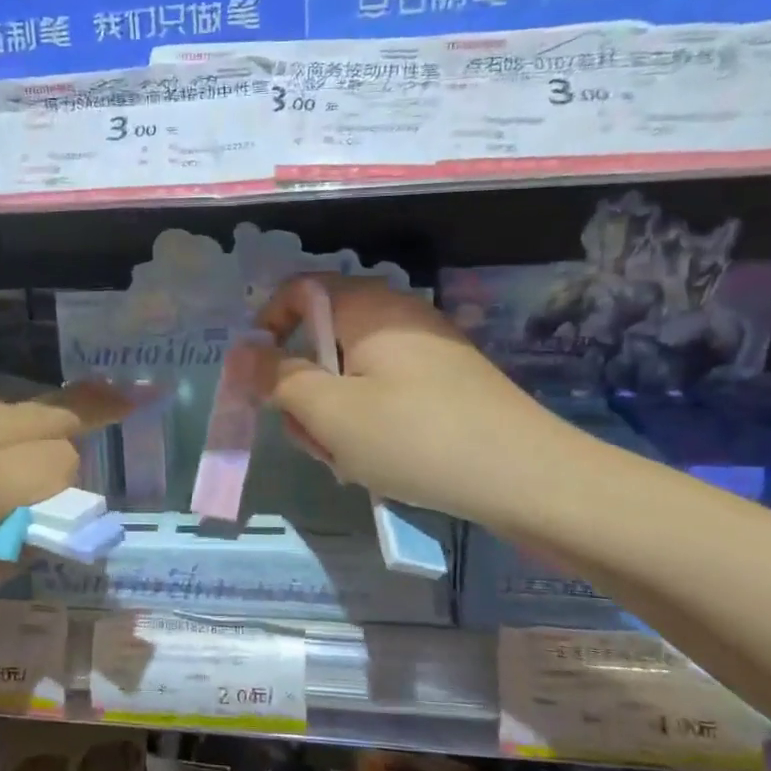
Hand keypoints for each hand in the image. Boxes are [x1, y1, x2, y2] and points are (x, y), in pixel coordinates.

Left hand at [0, 389, 124, 644]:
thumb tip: (22, 535)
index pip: (61, 464)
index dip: (71, 496)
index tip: (55, 528)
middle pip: (50, 415)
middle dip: (80, 430)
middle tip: (116, 419)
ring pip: (13, 408)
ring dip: (39, 429)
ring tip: (39, 460)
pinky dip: (0, 429)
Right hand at [258, 275, 569, 522]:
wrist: (529, 480)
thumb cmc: (416, 437)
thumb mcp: (330, 412)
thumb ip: (278, 378)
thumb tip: (241, 351)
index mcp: (369, 308)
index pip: (300, 290)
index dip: (268, 325)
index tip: (258, 376)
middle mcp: (398, 317)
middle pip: (323, 337)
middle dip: (303, 387)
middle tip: (310, 436)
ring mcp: (427, 351)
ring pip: (351, 373)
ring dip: (334, 414)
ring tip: (348, 460)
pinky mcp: (447, 384)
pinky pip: (385, 391)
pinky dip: (368, 422)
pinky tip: (380, 462)